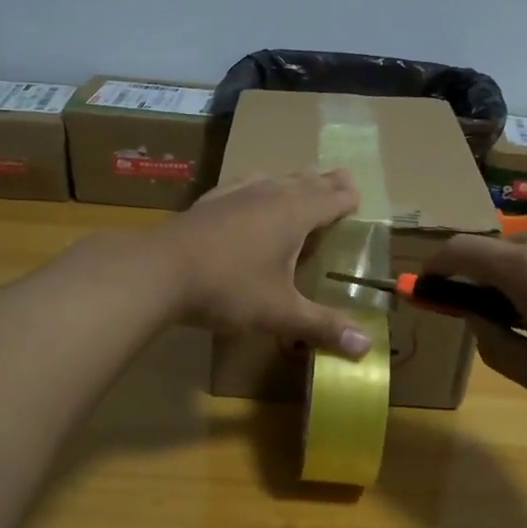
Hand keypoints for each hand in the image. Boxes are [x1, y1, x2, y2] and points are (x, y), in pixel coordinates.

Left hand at [152, 170, 372, 357]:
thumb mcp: (280, 312)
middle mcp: (269, 194)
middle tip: (341, 179)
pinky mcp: (210, 200)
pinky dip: (259, 186)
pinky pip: (244, 184)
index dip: (347, 197)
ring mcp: (236, 193)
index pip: (331, 198)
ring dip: (293, 182)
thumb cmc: (229, 288)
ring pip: (275, 179)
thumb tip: (366, 348)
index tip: (358, 195)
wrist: (160, 270)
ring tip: (300, 184)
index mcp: (294, 214)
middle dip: (326, 182)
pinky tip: (250, 192)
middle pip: (306, 181)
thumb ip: (323, 326)